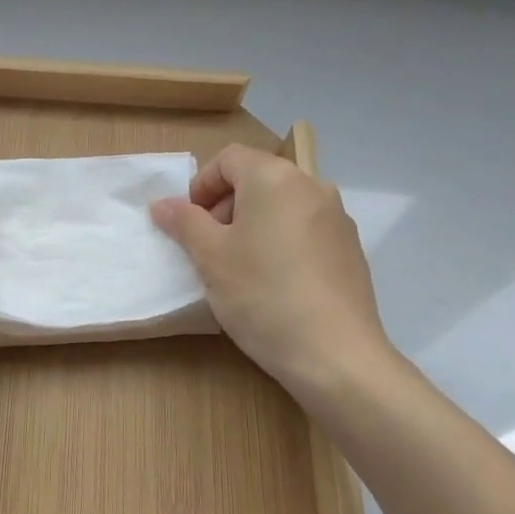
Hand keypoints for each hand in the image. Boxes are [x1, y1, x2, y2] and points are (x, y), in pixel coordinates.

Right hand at [151, 145, 397, 407]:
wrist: (335, 355)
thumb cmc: (262, 295)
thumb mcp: (210, 257)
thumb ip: (184, 222)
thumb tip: (163, 204)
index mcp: (275, 178)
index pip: (229, 158)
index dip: (201, 185)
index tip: (189, 222)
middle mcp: (312, 186)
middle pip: (257, 179)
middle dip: (225, 205)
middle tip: (208, 247)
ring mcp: (337, 218)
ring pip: (282, 206)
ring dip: (252, 224)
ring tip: (238, 268)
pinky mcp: (350, 250)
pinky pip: (305, 230)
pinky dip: (281, 242)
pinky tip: (273, 284)